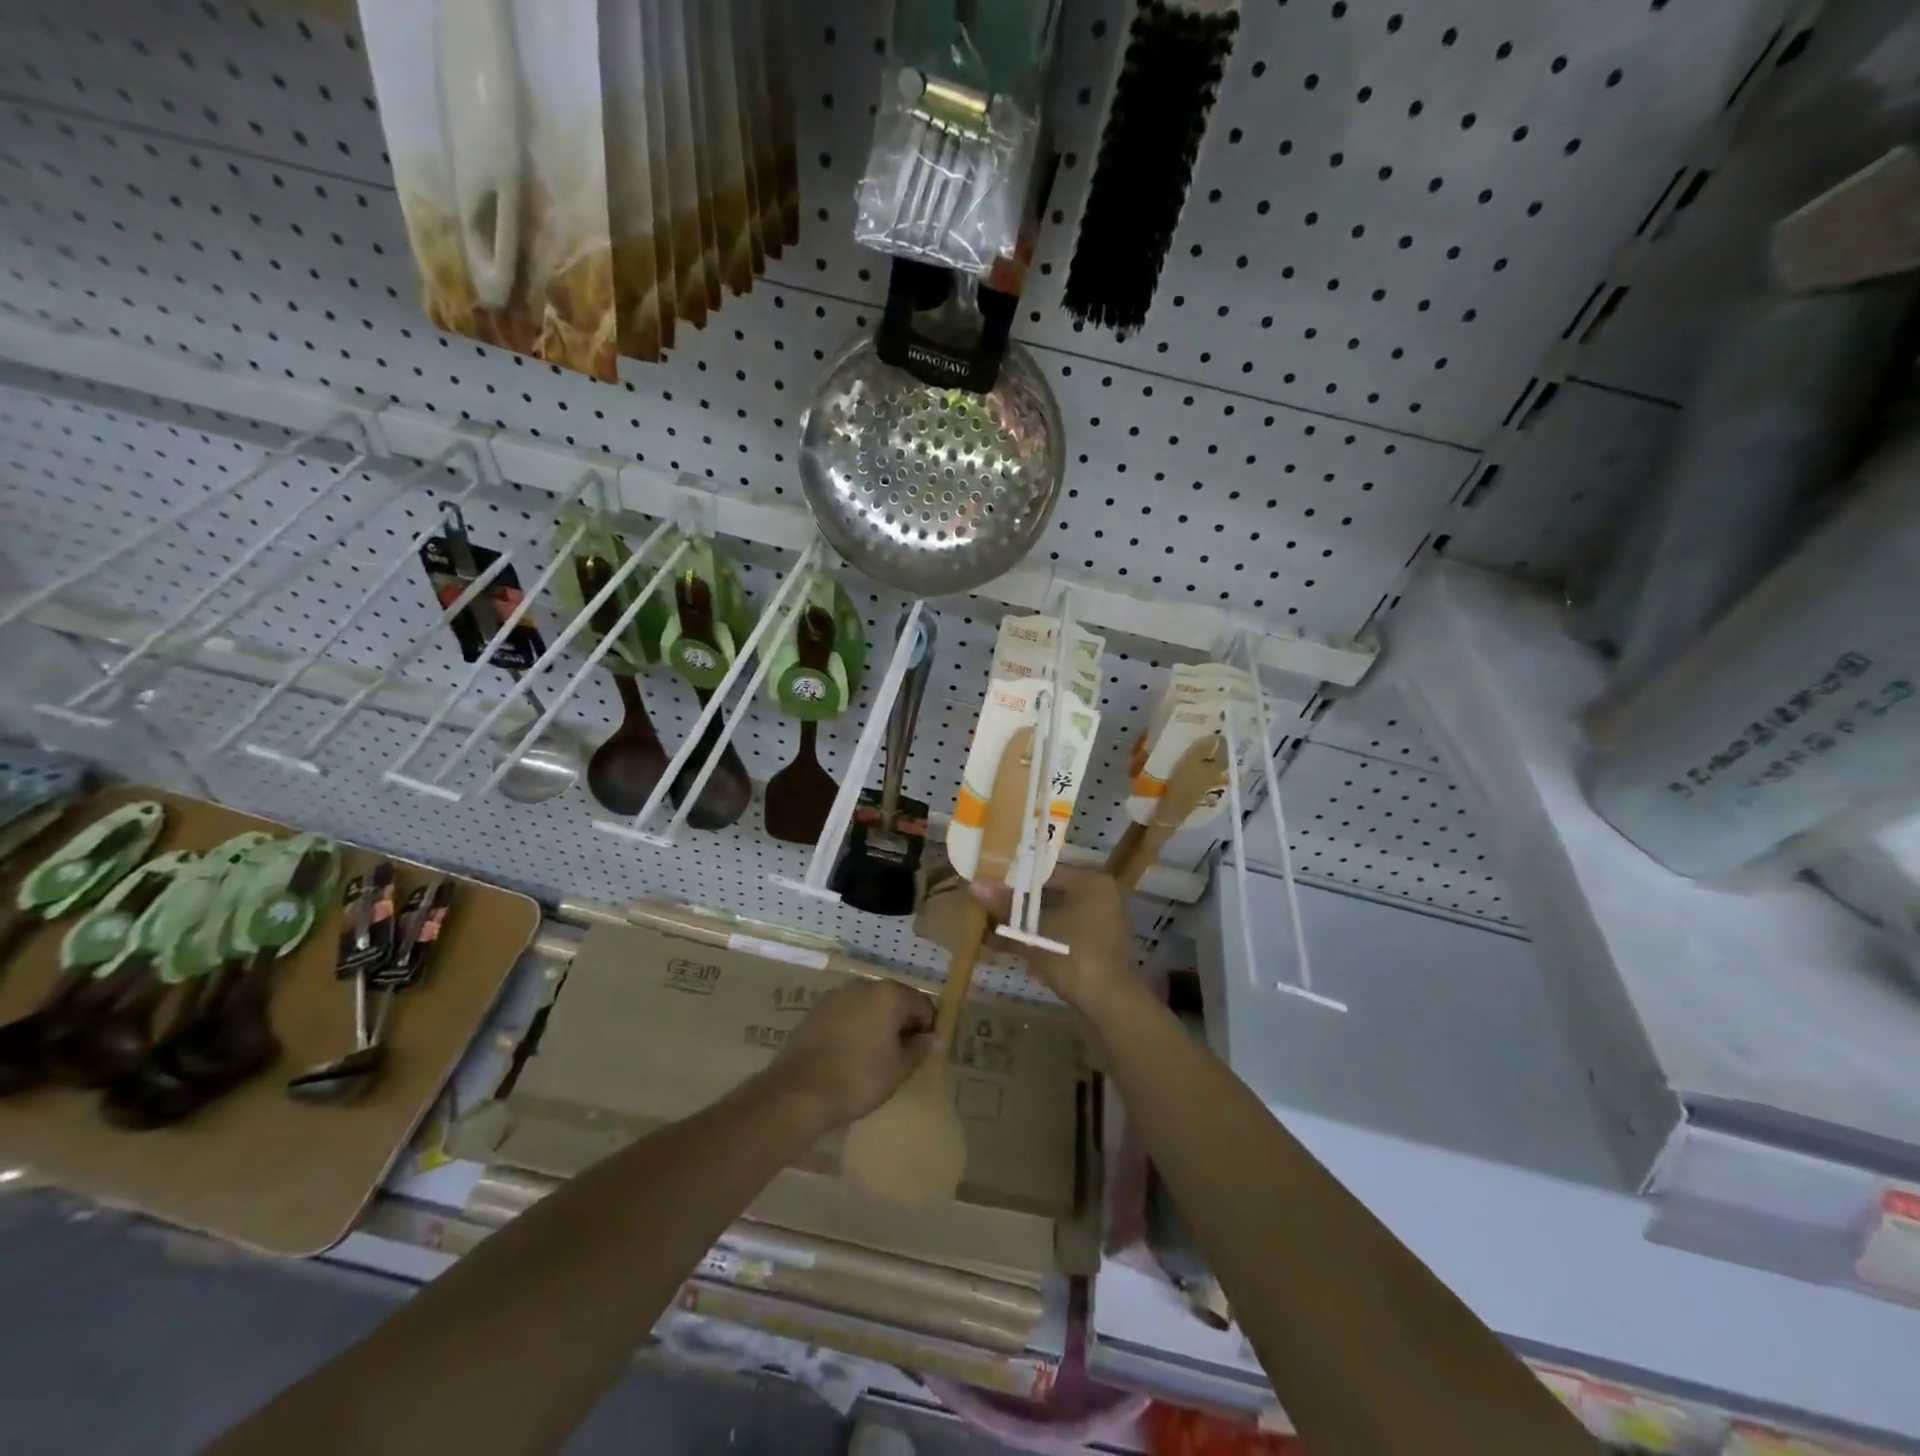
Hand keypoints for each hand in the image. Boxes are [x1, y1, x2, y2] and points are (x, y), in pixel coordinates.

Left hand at [766, 979, 935, 1129]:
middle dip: (901, 1025)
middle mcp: (863, 985)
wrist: (798, 1091)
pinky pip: (846, 1015)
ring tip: (874, 1058)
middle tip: (901, 1057)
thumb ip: (920, 1049)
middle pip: (894, 1001)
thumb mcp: (898, 1069)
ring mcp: (836, 995)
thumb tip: (935, 1037)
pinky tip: (850, 1055)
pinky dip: (854, 1028)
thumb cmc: (858, 1078)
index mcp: (888, 994)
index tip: (923, 1053)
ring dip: (877, 1025)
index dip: (927, 1028)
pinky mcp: (816, 1010)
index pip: (921, 1004)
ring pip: (868, 1007)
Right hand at [970, 864, 1134, 1012]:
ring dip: (1022, 925)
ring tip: (988, 929)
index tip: (988, 885)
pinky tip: (1005, 947)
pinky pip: (1059, 938)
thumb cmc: (1072, 954)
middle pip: (1048, 895)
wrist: (1108, 1006)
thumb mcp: (1032, 929)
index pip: (1045, 871)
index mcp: (1091, 882)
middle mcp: (1099, 898)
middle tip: (985, 907)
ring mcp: (1099, 927)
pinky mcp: (1093, 952)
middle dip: (1015, 904)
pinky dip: (1036, 941)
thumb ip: (1005, 905)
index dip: (1013, 878)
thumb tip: (975, 884)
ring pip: (1052, 919)